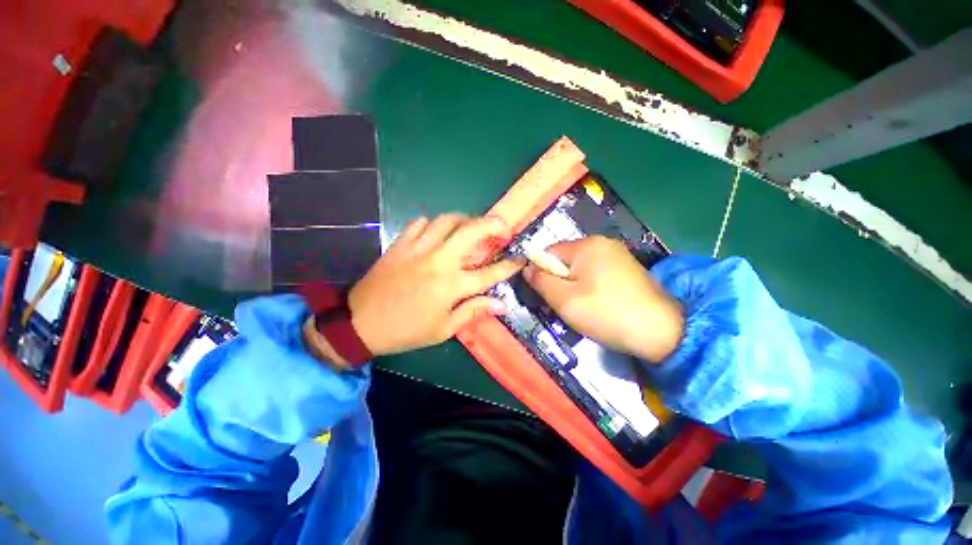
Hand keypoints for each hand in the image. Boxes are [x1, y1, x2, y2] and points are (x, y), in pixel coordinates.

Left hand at [346, 214, 524, 355]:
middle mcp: (439, 261)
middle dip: (493, 224)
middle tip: (503, 227)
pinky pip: (419, 223)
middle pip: (471, 231)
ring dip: (465, 219)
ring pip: (447, 220)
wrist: (361, 323)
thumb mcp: (443, 330)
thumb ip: (473, 311)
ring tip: (471, 227)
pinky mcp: (400, 244)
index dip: (509, 265)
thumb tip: (502, 304)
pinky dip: (432, 224)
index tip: (521, 258)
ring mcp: (418, 249)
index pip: (490, 273)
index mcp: (451, 286)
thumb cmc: (407, 330)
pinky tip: (436, 233)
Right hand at [523, 236, 683, 362]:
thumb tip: (527, 268)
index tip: (547, 297)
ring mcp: (618, 255)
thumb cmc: (606, 313)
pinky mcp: (628, 269)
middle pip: (565, 261)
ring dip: (573, 287)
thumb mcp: (564, 299)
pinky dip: (590, 288)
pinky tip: (599, 306)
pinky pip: (596, 275)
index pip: (549, 253)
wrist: (662, 332)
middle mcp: (603, 243)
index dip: (542, 274)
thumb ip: (541, 281)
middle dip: (559, 282)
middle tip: (565, 306)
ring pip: (580, 270)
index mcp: (586, 245)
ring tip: (583, 309)